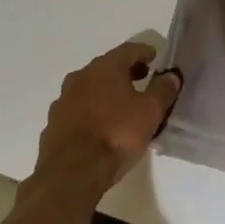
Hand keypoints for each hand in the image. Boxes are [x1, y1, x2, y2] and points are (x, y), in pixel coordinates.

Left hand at [33, 42, 179, 194]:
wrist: (71, 173)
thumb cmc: (117, 134)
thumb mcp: (151, 111)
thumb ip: (163, 90)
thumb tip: (171, 76)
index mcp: (105, 68)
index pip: (128, 50)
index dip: (144, 51)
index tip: (155, 57)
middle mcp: (80, 77)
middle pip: (107, 67)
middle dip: (126, 72)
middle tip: (142, 79)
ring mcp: (63, 101)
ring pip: (90, 88)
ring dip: (106, 92)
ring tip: (122, 106)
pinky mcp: (53, 125)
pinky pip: (78, 110)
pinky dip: (91, 111)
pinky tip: (101, 126)